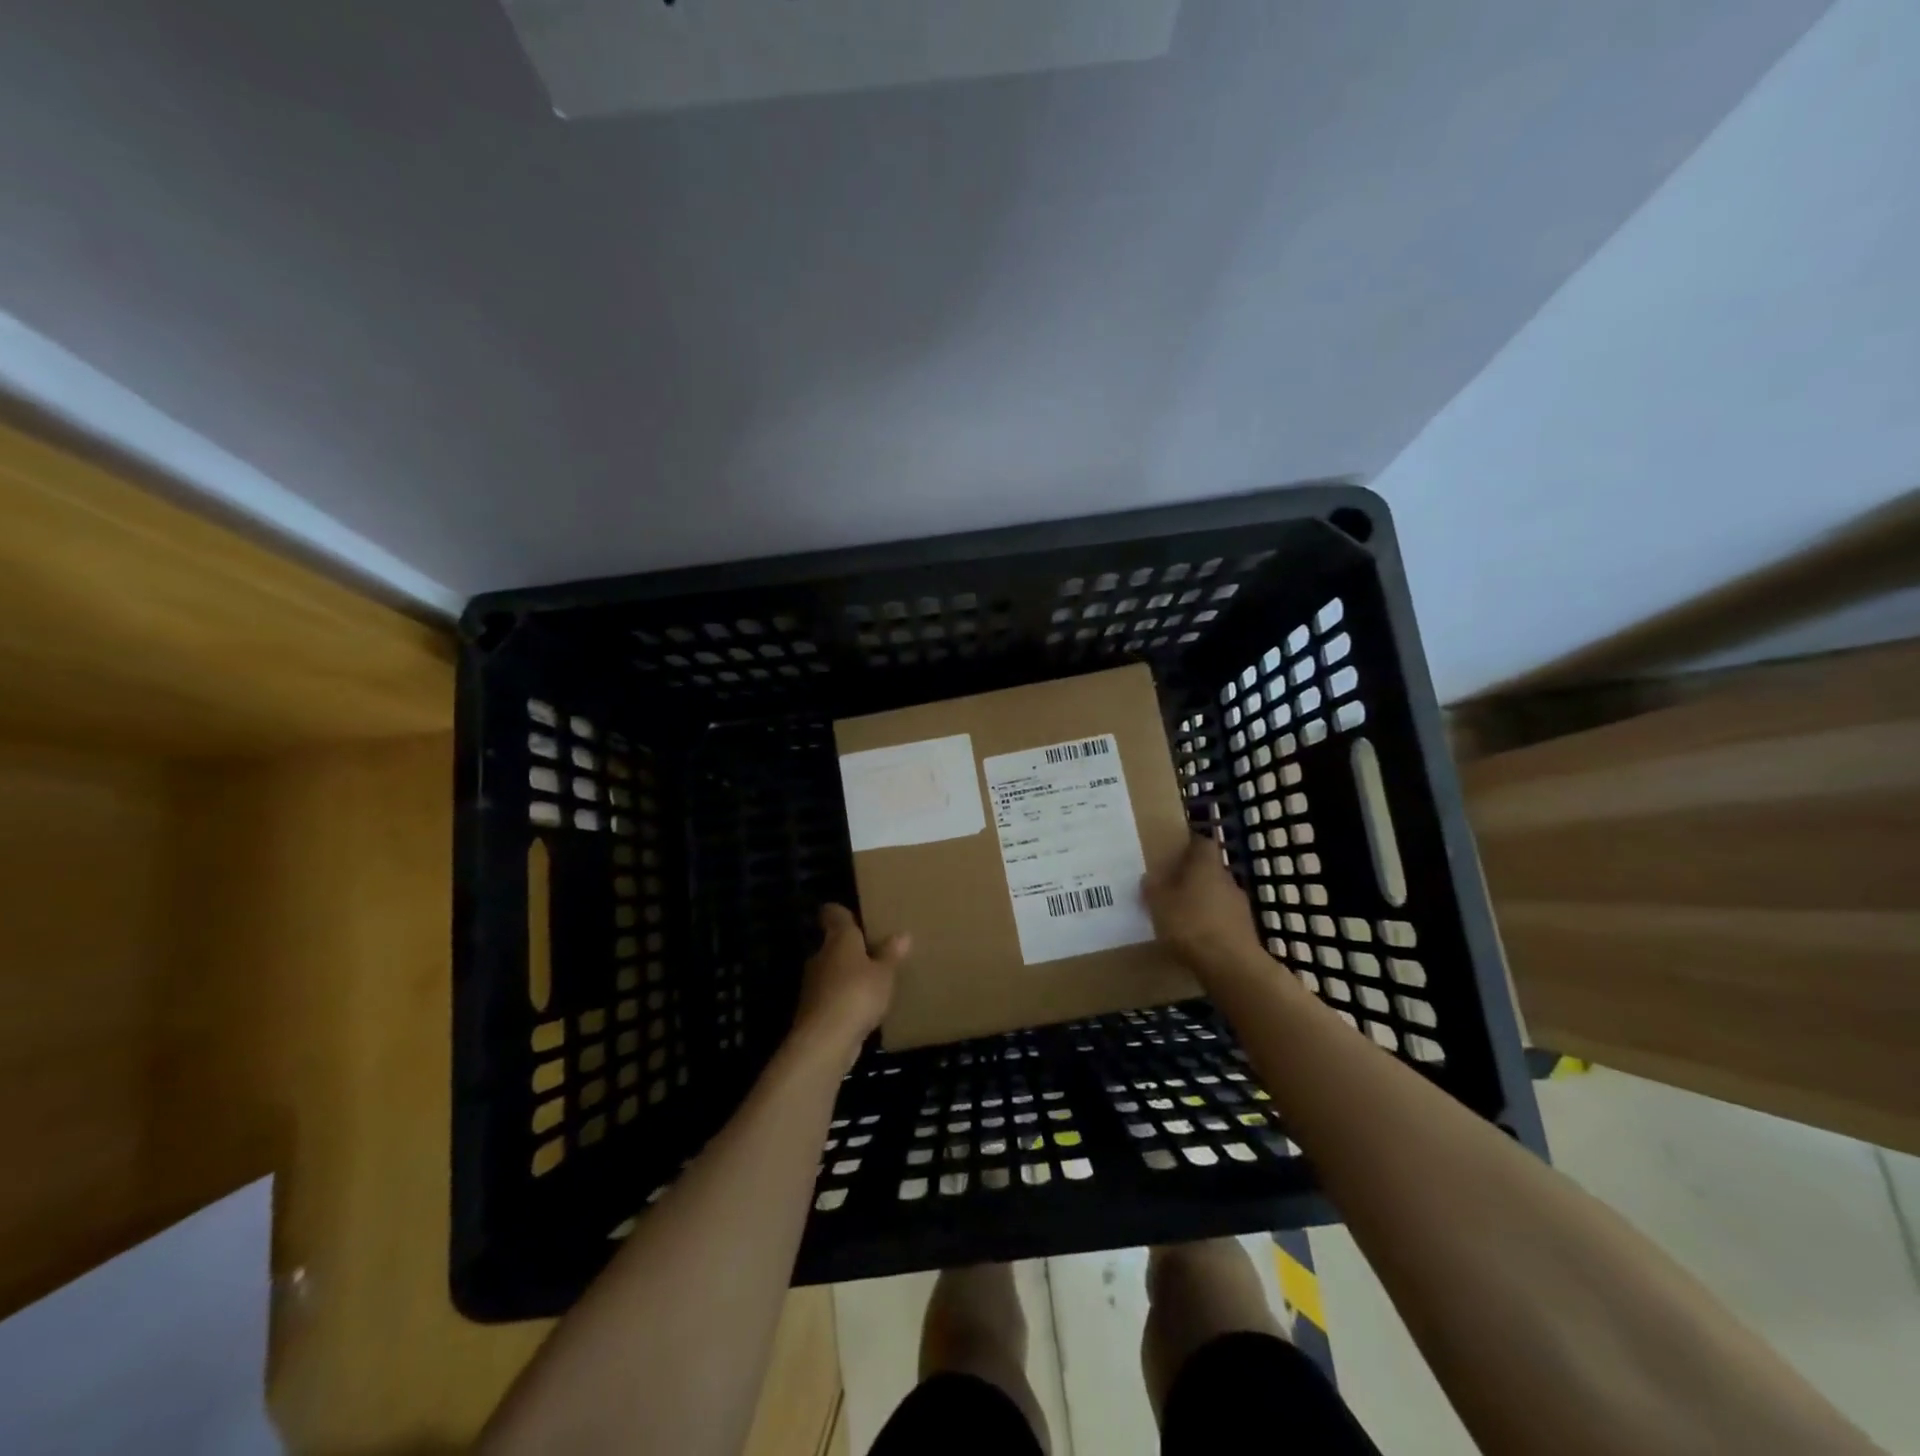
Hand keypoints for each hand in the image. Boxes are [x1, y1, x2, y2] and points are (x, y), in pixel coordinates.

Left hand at [793, 905, 909, 1064]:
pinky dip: (842, 998)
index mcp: (839, 939)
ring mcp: (813, 984)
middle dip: (849, 948)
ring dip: (846, 975)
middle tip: (872, 952)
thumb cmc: (857, 994)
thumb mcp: (884, 974)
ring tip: (869, 982)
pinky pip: (831, 996)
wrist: (825, 1040)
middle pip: (832, 944)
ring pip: (831, 971)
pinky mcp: (812, 1010)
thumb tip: (902, 934)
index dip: (840, 912)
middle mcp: (821, 956)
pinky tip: (860, 1008)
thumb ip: (891, 954)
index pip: (833, 914)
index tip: (851, 915)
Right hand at [1142, 834, 1265, 978]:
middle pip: (1210, 870)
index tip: (1176, 850)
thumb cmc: (1191, 925)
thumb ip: (1153, 889)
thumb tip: (1149, 878)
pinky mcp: (1246, 929)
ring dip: (1203, 900)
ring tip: (1183, 914)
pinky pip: (1224, 917)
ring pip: (1218, 894)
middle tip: (1172, 885)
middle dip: (1194, 876)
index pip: (1203, 843)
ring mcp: (1240, 905)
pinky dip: (1212, 922)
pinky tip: (1197, 936)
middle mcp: (1227, 880)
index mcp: (1206, 866)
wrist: (1232, 966)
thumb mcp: (1160, 905)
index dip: (1191, 844)